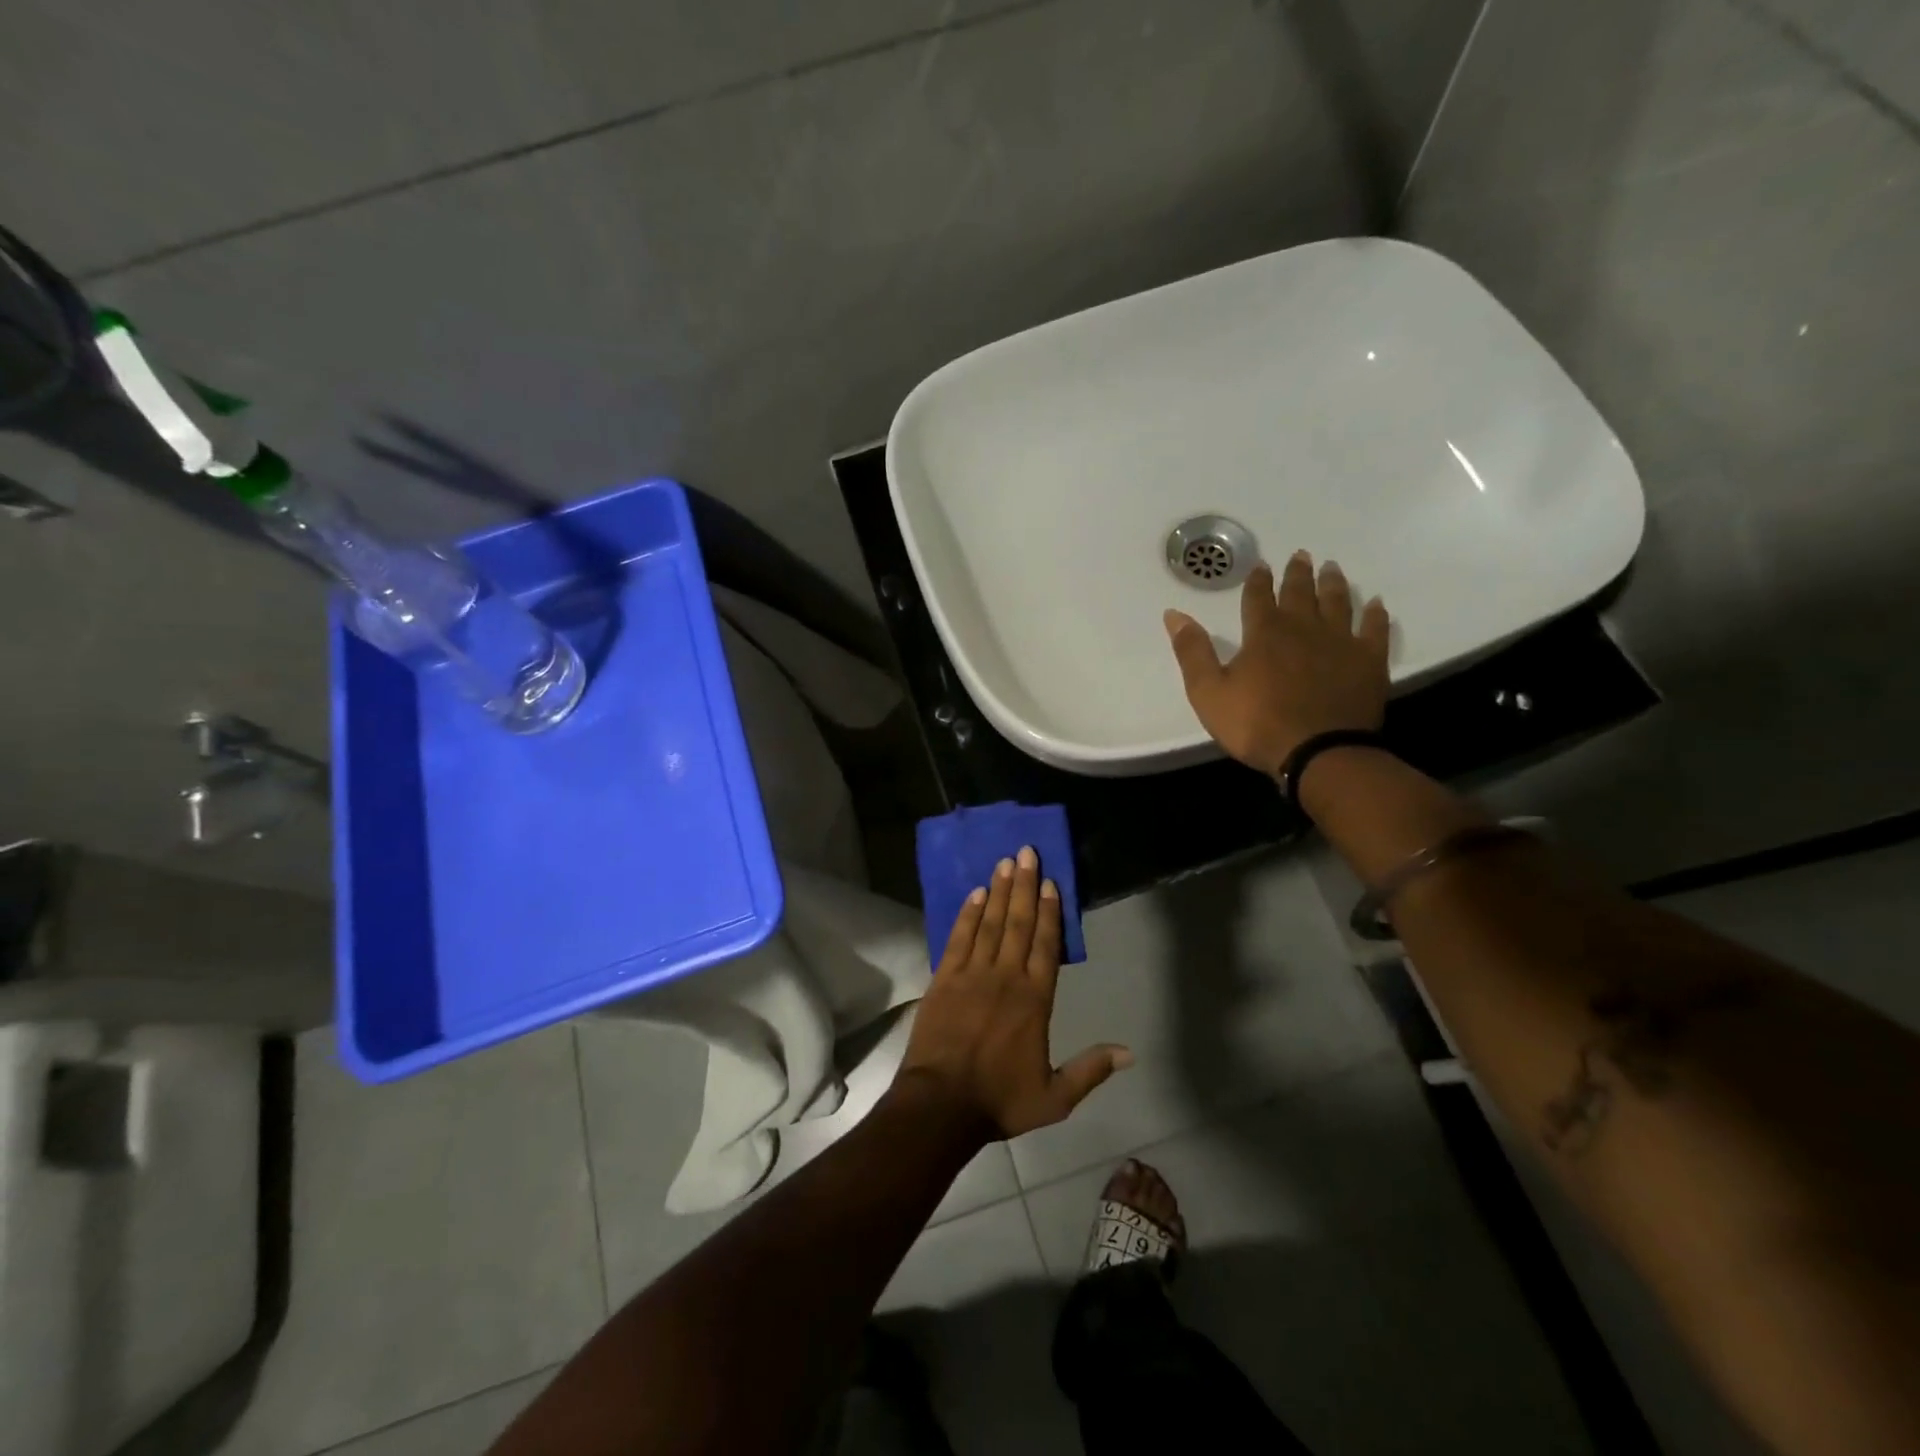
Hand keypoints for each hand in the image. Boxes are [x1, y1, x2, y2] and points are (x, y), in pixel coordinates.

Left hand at [895, 847, 1131, 1139]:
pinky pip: (958, 938)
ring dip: (997, 891)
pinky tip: (974, 894)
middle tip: (1027, 852)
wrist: (940, 1105)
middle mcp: (1005, 977)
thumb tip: (1129, 1053)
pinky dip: (967, 914)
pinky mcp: (943, 979)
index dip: (1049, 912)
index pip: (1045, 945)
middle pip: (1017, 923)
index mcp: (1034, 1000)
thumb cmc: (999, 1100)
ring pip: (989, 923)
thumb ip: (1090, 1070)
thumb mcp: (1054, 1098)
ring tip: (1004, 862)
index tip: (1050, 883)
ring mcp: (971, 974)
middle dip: (1023, 885)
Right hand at [1164, 550, 1390, 776]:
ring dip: (1333, 584)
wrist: (1318, 752)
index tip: (1261, 566)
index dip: (1258, 580)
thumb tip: (1174, 614)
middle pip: (1301, 592)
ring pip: (1338, 603)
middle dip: (1298, 573)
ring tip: (1332, 568)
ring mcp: (1340, 642)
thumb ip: (1192, 651)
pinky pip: (1374, 629)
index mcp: (1264, 634)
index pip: (1258, 597)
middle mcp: (1303, 628)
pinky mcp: (1369, 660)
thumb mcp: (1208, 692)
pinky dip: (1375, 614)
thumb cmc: (1255, 724)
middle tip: (1301, 555)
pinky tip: (1376, 604)